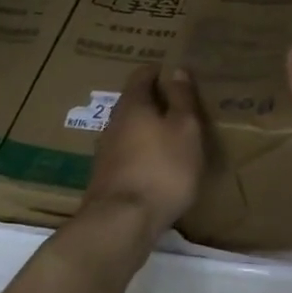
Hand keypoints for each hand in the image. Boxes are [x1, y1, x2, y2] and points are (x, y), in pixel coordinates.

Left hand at [82, 63, 204, 240]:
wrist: (122, 222)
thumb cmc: (163, 168)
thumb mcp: (185, 129)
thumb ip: (181, 99)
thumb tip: (176, 70)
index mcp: (133, 104)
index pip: (142, 75)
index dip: (159, 71)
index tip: (175, 74)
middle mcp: (114, 122)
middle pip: (133, 102)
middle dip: (154, 101)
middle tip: (179, 105)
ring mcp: (106, 152)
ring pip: (129, 129)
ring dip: (147, 129)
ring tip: (172, 136)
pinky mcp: (106, 178)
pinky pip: (127, 154)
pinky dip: (142, 152)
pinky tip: (157, 166)